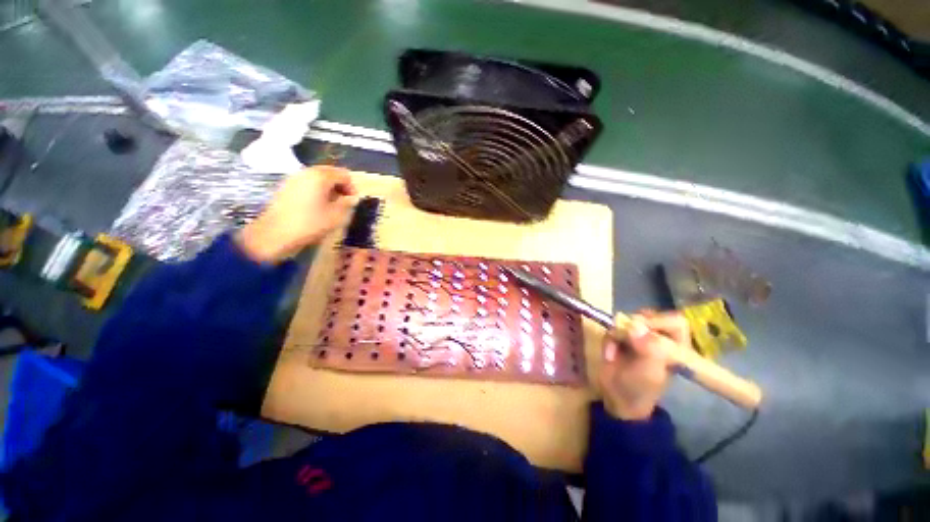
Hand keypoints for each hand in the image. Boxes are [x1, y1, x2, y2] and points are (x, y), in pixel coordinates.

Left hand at [237, 166, 356, 262]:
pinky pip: (307, 183)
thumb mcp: (336, 216)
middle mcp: (306, 172)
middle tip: (344, 203)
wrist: (274, 234)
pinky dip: (316, 190)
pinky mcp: (286, 186)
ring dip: (329, 188)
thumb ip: (347, 204)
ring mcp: (294, 178)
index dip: (352, 188)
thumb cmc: (309, 224)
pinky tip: (316, 206)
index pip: (344, 174)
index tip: (353, 202)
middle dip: (340, 186)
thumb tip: (353, 198)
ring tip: (331, 205)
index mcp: (320, 176)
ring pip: (318, 177)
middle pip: (330, 172)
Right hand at [598, 311, 689, 420]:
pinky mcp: (621, 337)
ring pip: (628, 319)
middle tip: (626, 336)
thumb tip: (636, 326)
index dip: (659, 322)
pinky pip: (613, 328)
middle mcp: (659, 339)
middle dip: (634, 325)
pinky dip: (609, 340)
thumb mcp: (649, 372)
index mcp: (676, 348)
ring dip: (618, 334)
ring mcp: (639, 336)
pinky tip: (609, 354)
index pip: (675, 322)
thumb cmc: (639, 388)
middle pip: (649, 316)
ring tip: (615, 348)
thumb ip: (648, 349)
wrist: (616, 397)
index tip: (643, 331)